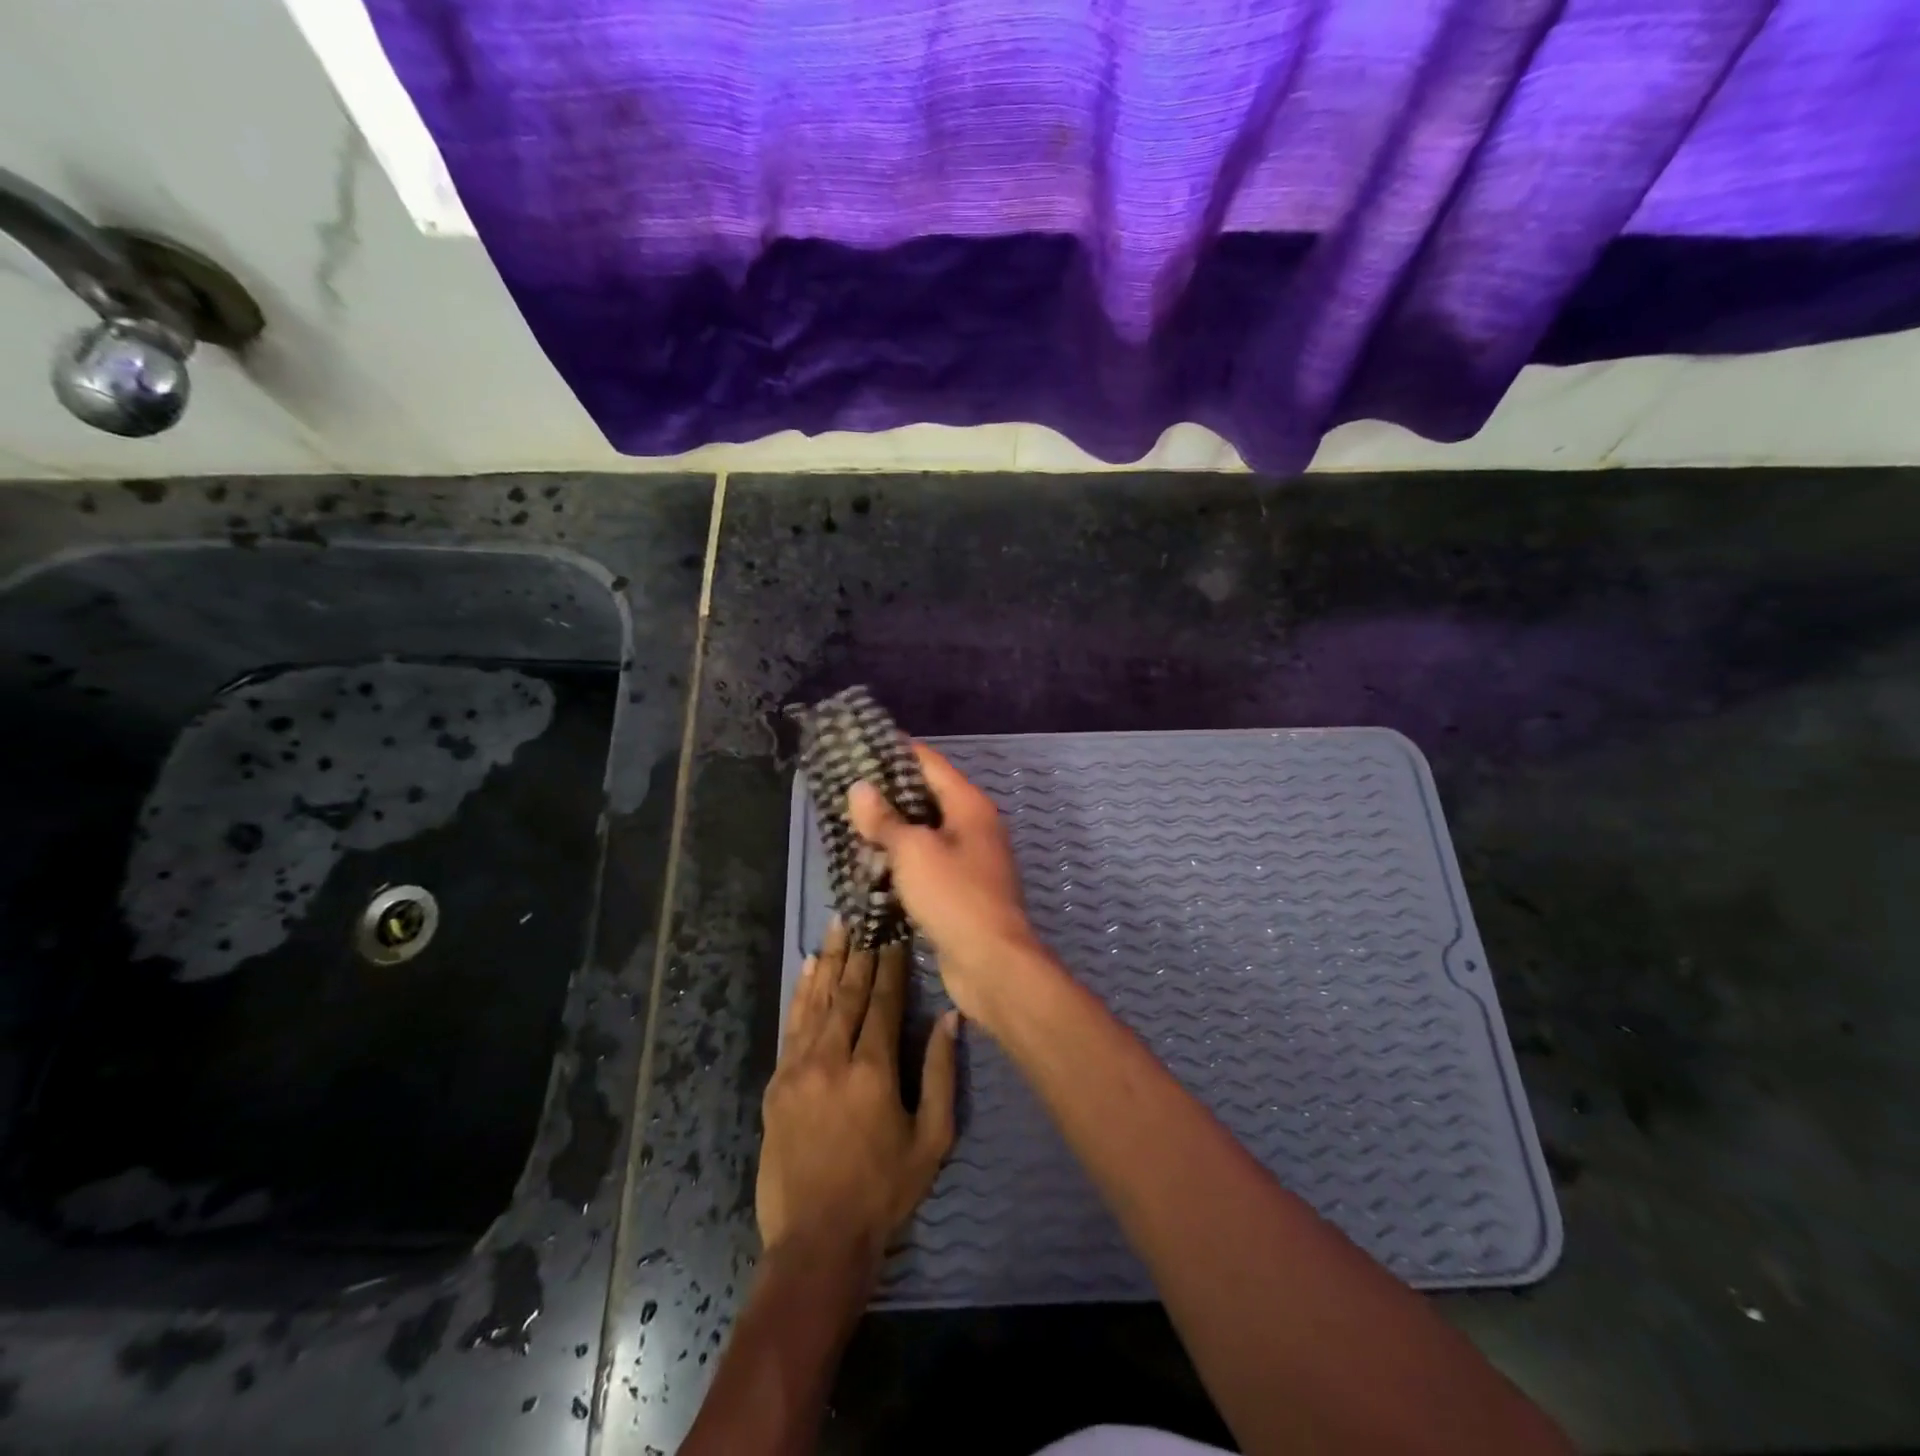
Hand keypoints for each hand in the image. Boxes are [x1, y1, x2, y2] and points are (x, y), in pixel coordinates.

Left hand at [757, 918, 958, 1267]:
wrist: (816, 1242)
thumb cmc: (884, 1192)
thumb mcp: (932, 1138)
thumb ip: (941, 1073)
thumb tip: (949, 1017)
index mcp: (873, 1070)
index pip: (883, 1001)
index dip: (890, 963)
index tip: (895, 932)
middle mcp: (832, 1058)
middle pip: (848, 992)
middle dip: (860, 951)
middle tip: (866, 916)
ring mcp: (798, 1068)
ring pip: (817, 1000)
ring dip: (830, 960)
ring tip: (838, 925)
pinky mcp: (777, 1083)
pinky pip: (792, 1025)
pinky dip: (802, 992)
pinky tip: (808, 967)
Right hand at [848, 742, 1044, 1024]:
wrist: (992, 963)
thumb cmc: (954, 896)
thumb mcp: (912, 851)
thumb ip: (884, 820)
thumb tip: (859, 788)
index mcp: (969, 805)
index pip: (929, 762)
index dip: (895, 751)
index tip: (859, 746)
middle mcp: (973, 826)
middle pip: (927, 797)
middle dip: (887, 794)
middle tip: (845, 790)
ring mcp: (970, 859)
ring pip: (925, 833)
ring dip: (892, 831)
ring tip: (850, 827)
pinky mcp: (961, 890)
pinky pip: (926, 864)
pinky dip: (902, 862)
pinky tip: (872, 868)